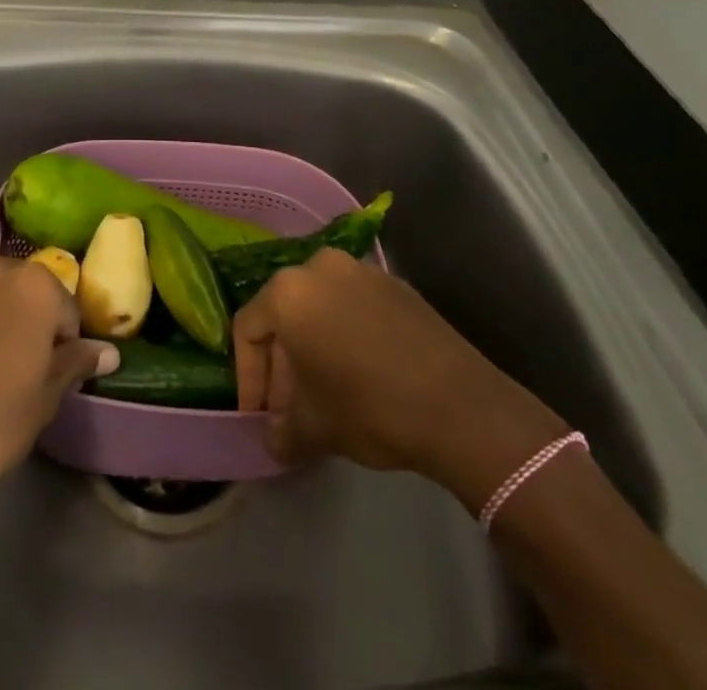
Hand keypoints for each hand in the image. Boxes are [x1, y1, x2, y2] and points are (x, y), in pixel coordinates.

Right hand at [233, 249, 566, 509]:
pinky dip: (344, 335)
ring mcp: (361, 270)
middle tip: (288, 409)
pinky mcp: (394, 284)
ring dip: (313, 348)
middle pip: (284, 314)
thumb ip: (282, 431)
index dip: (248, 376)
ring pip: (319, 308)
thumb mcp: (314, 428)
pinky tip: (358, 374)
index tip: (258, 414)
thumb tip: (274, 439)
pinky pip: (352, 306)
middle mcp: (319, 266)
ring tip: (323, 394)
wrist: (459, 405)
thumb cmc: (369, 407)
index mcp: (288, 291)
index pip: (247, 327)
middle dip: (281, 364)